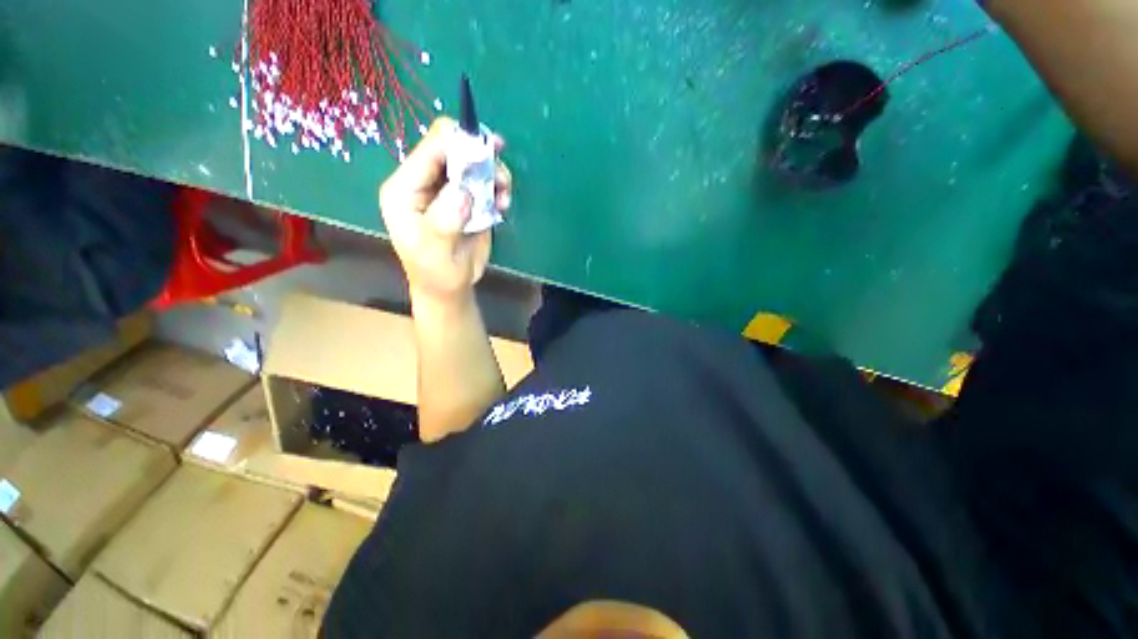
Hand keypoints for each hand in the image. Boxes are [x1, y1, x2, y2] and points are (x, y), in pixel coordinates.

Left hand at [379, 117, 512, 303]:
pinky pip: (484, 181)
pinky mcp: (465, 199)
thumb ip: (444, 220)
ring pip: (473, 163)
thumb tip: (464, 191)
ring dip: (493, 174)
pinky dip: (498, 188)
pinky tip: (503, 205)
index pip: (430, 151)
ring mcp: (446, 190)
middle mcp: (425, 183)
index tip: (489, 155)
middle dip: (480, 158)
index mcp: (405, 189)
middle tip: (501, 178)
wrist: (450, 288)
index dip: (459, 146)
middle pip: (453, 149)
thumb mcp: (436, 252)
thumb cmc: (437, 273)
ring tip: (504, 197)